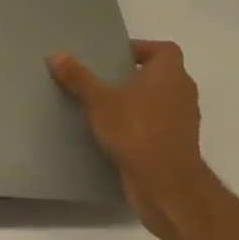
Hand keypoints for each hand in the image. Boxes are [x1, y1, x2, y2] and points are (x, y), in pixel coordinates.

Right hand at [48, 40, 210, 239]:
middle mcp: (183, 94)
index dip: (142, 49)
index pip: (165, 49)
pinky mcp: (177, 148)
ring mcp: (183, 123)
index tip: (116, 56)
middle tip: (104, 78)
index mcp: (170, 74)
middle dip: (134, 75)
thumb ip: (78, 77)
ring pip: (159, 102)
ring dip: (138, 102)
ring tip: (105, 105)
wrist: (168, 190)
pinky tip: (115, 132)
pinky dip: (141, 125)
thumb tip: (55, 54)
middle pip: (161, 75)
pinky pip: (158, 126)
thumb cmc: (138, 132)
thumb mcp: (100, 101)